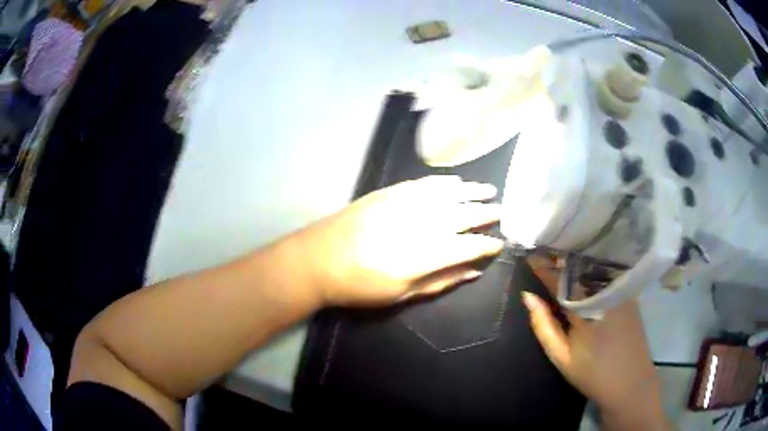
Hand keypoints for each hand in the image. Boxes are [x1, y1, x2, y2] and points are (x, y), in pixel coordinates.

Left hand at [290, 175, 503, 305]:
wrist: (318, 259)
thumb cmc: (360, 286)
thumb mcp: (402, 294)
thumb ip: (442, 281)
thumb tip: (473, 270)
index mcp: (426, 254)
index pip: (469, 245)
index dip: (488, 244)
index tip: (499, 243)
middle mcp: (421, 223)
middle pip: (464, 214)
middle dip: (486, 213)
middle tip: (501, 213)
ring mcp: (405, 203)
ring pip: (449, 193)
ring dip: (472, 191)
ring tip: (490, 191)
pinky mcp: (390, 192)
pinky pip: (425, 183)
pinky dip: (445, 183)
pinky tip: (457, 182)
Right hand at [522, 259, 670, 429]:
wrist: (630, 383)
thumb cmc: (592, 373)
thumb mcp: (561, 356)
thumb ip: (543, 325)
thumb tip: (528, 296)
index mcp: (588, 308)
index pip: (562, 279)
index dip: (544, 267)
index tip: (530, 256)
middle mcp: (607, 292)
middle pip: (580, 269)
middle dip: (561, 261)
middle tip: (544, 254)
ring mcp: (622, 292)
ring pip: (595, 270)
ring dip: (577, 265)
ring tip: (560, 260)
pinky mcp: (630, 295)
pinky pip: (607, 277)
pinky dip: (592, 273)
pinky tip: (584, 275)